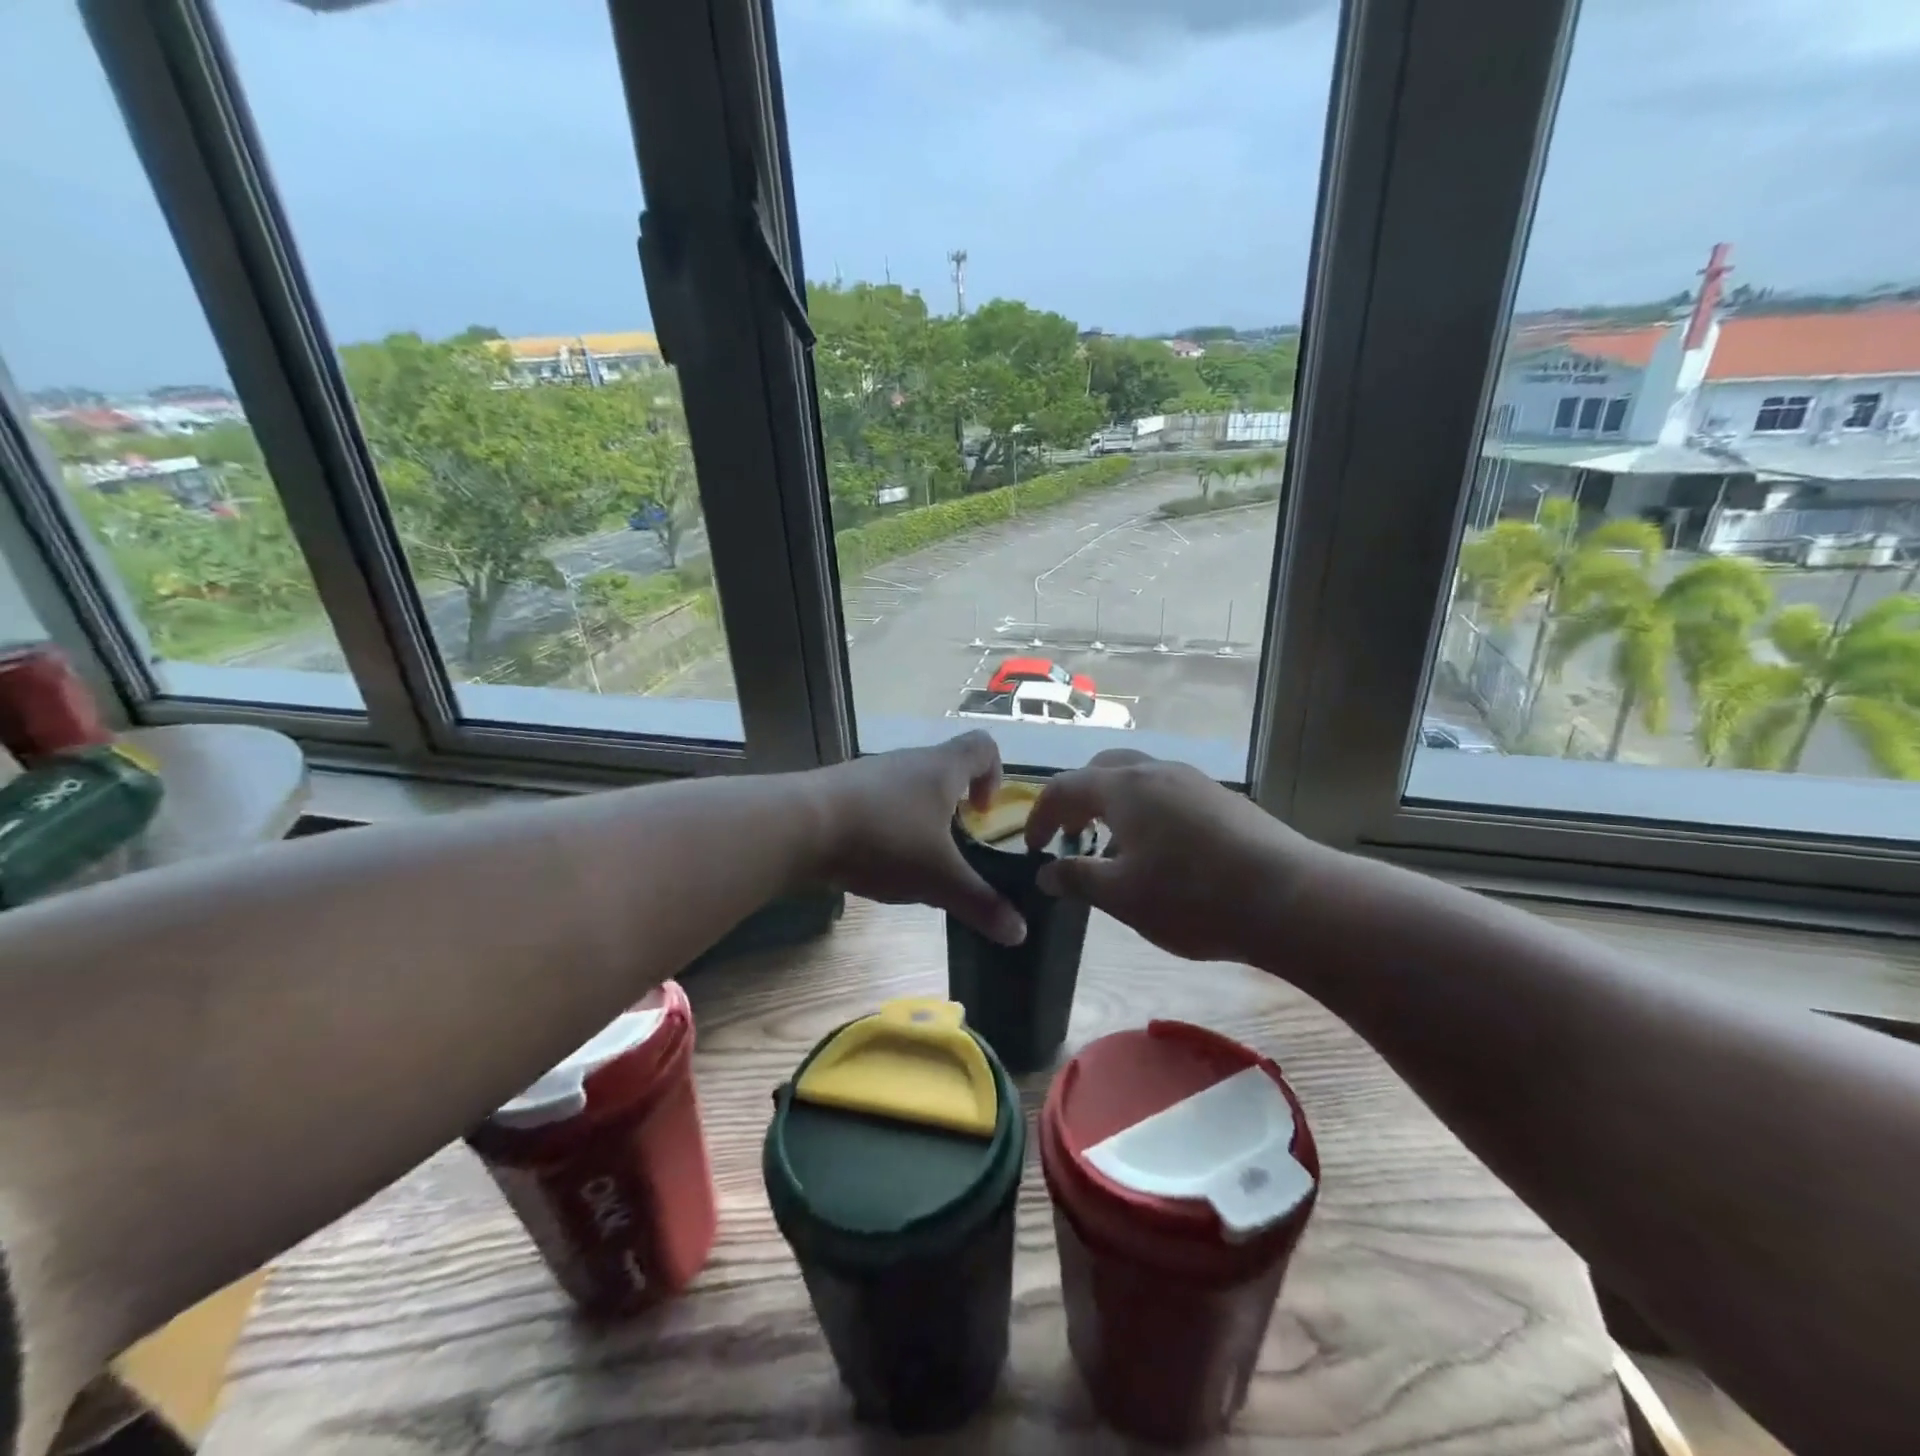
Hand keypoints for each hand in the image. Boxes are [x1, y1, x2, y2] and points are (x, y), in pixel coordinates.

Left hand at [803, 732, 1026, 945]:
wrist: (800, 825)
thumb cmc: (884, 839)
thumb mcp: (939, 879)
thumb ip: (980, 904)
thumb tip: (1020, 934)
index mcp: (942, 768)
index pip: (983, 747)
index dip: (994, 775)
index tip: (982, 814)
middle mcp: (909, 761)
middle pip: (944, 768)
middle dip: (953, 806)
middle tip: (952, 845)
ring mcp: (871, 772)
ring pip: (907, 787)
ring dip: (918, 817)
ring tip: (913, 858)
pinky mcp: (841, 790)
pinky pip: (876, 801)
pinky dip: (885, 825)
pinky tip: (874, 858)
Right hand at [1024, 750, 1327, 963]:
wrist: (1290, 898)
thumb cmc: (1192, 898)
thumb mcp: (1122, 896)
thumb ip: (1077, 878)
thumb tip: (1046, 872)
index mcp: (1123, 787)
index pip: (1063, 788)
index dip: (1040, 816)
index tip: (1033, 849)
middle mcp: (1156, 771)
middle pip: (1102, 770)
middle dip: (1078, 801)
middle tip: (1071, 838)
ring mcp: (1194, 781)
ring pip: (1138, 780)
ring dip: (1113, 807)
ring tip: (1114, 851)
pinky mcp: (1222, 799)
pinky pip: (1168, 794)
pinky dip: (1146, 813)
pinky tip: (1160, 855)